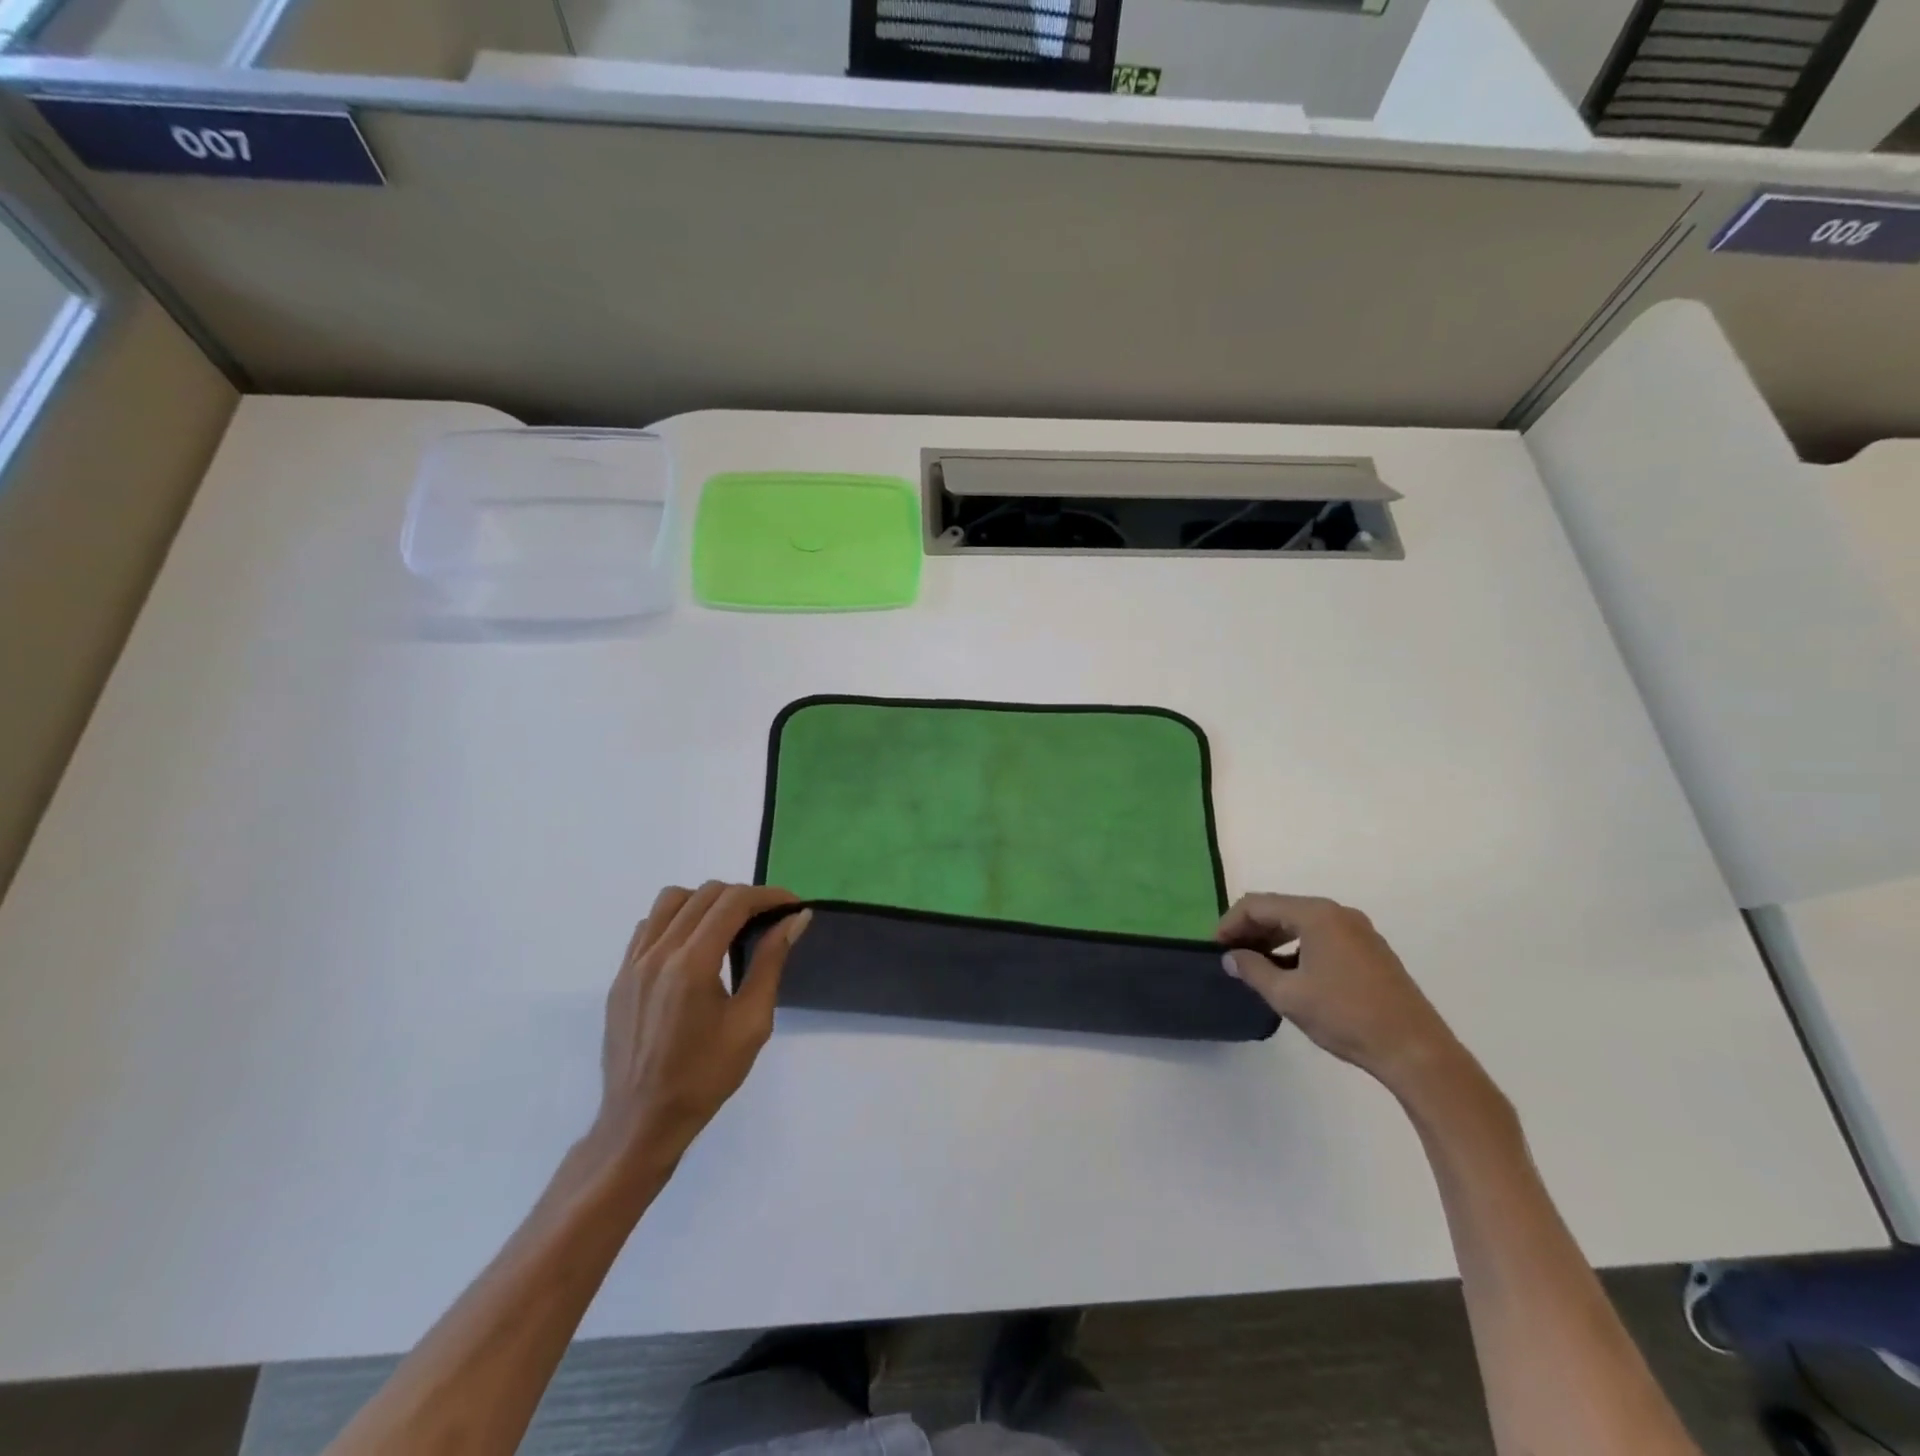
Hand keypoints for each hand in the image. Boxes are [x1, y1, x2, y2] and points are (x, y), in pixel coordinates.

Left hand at [593, 882, 810, 1176]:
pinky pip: (649, 925)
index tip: (793, 906)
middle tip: (769, 919)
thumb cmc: (705, 1076)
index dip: (768, 896)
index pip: (733, 902)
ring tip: (729, 926)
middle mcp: (659, 952)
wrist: (641, 1121)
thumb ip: (771, 962)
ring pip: (672, 899)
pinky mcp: (620, 976)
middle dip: (743, 897)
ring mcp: (633, 962)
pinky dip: (677, 919)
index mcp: (692, 964)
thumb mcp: (751, 1022)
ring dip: (707, 901)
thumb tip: (795, 919)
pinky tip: (693, 945)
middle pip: (705, 894)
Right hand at [1219, 894, 1466, 1099]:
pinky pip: (1322, 936)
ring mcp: (1359, 931)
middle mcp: (1338, 913)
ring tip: (1255, 966)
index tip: (1215, 949)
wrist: (1415, 1050)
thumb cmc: (1346, 1016)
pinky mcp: (1370, 951)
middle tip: (1231, 956)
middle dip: (1251, 930)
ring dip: (1273, 939)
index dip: (1230, 923)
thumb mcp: (1289, 995)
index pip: (1258, 905)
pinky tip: (1289, 973)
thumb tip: (1231, 957)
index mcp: (1317, 915)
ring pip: (1301, 923)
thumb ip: (1253, 970)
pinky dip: (1297, 947)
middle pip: (1280, 909)